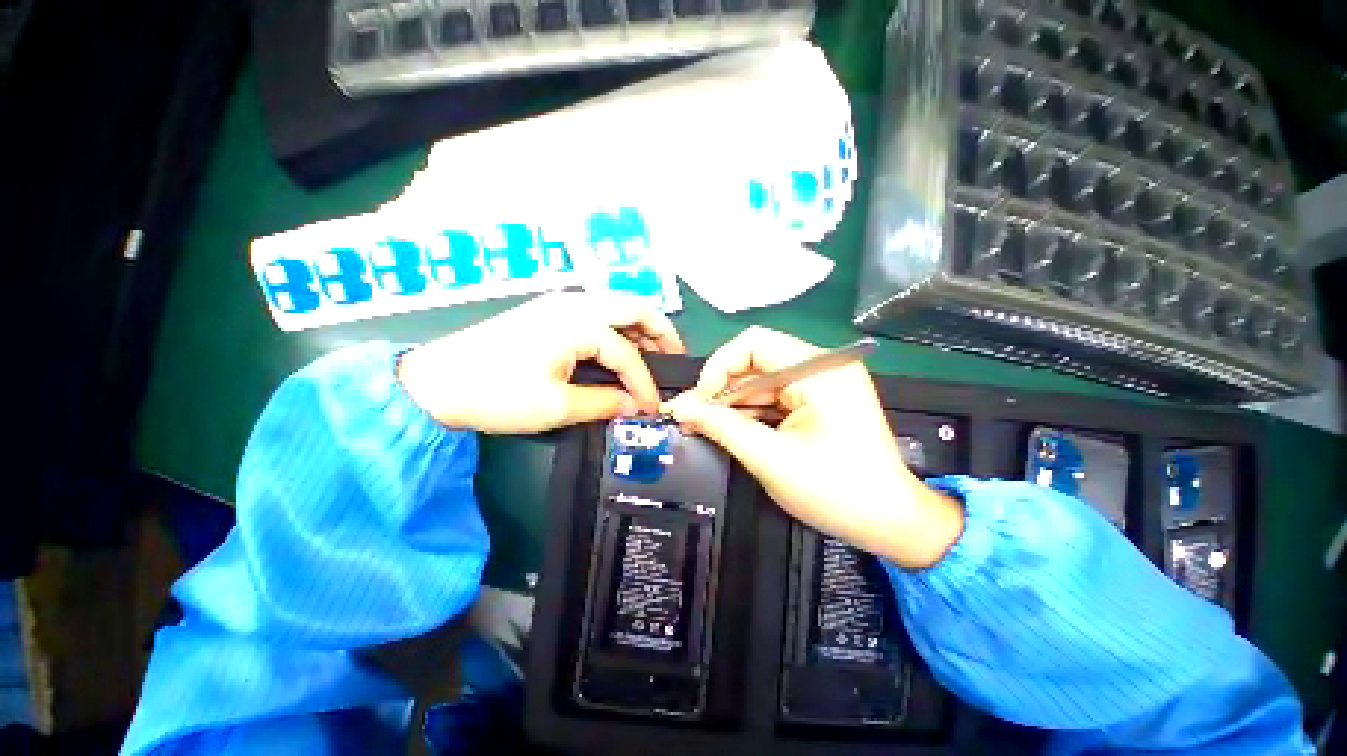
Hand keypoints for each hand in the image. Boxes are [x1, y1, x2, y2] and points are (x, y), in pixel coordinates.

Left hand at [397, 293, 684, 433]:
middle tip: (674, 358)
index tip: (653, 408)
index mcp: (578, 325)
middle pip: (634, 307)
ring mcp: (560, 303)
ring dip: (640, 327)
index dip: (645, 383)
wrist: (434, 382)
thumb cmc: (496, 395)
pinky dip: (618, 327)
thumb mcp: (556, 407)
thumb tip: (636, 406)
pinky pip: (598, 312)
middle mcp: (575, 304)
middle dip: (661, 332)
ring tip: (652, 355)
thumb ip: (604, 404)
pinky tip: (620, 348)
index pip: (627, 354)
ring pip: (616, 305)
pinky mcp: (549, 311)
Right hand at [664, 327, 961, 568]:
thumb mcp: (770, 458)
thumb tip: (680, 408)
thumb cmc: (838, 493)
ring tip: (705, 426)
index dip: (720, 366)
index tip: (699, 400)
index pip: (755, 343)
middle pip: (756, 361)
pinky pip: (774, 396)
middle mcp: (823, 368)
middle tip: (694, 417)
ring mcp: (822, 384)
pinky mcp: (818, 401)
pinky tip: (731, 429)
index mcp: (820, 371)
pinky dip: (751, 412)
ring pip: (761, 381)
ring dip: (734, 403)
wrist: (892, 523)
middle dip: (723, 389)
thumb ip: (722, 427)